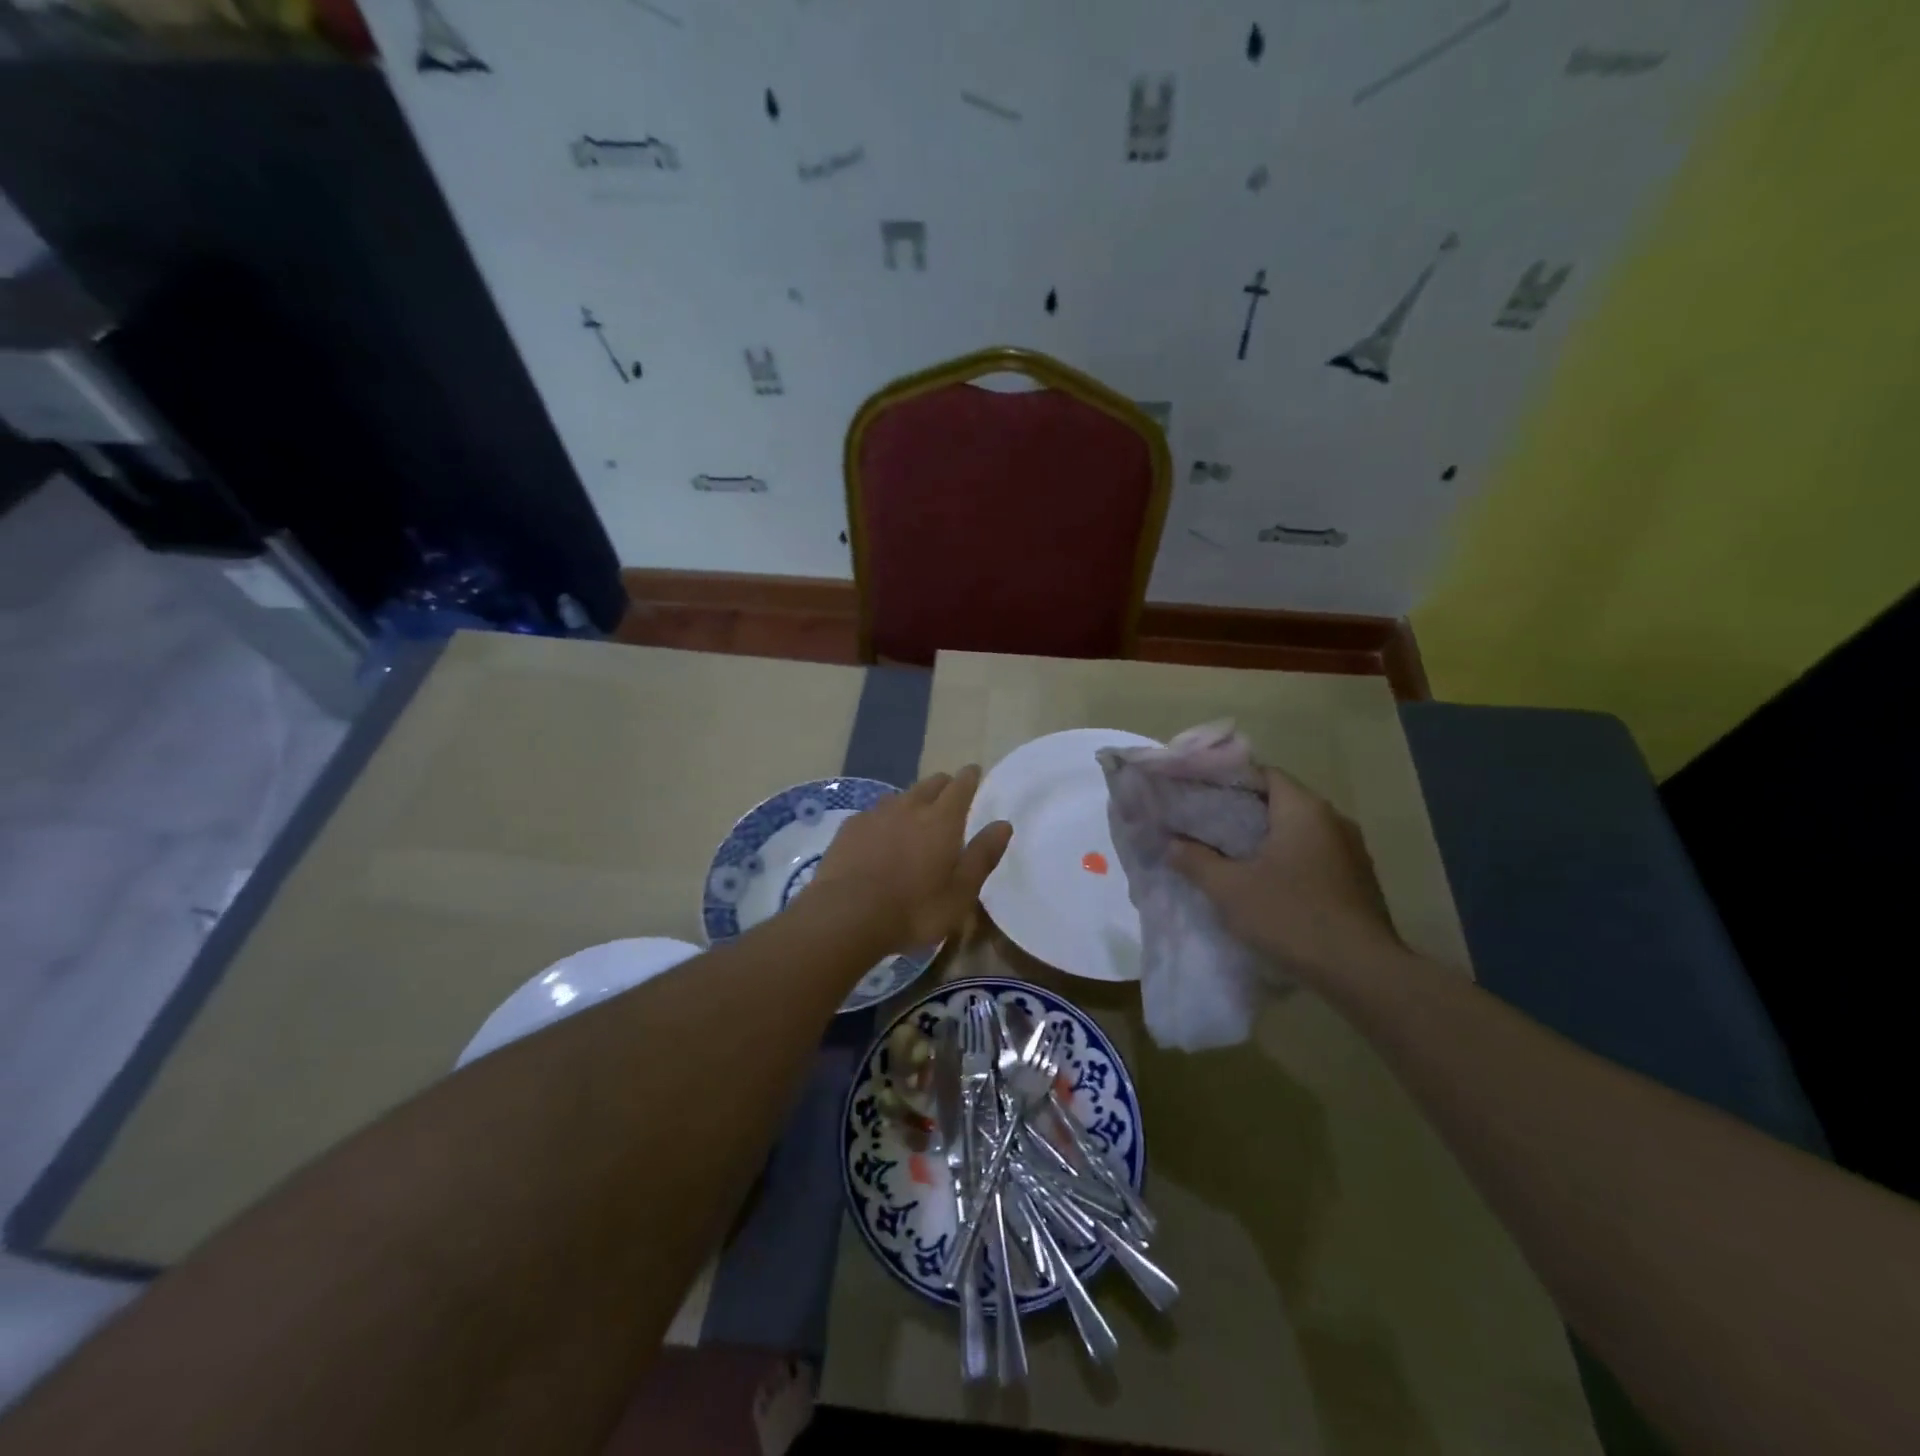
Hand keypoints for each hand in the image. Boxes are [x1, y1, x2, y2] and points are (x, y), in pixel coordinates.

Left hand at [812, 765, 1012, 951]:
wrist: (846, 916)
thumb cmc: (914, 909)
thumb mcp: (960, 892)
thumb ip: (982, 856)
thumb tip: (1003, 824)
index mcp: (942, 820)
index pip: (960, 786)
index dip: (969, 777)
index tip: (973, 772)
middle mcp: (909, 807)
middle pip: (930, 784)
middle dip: (943, 784)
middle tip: (949, 793)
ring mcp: (875, 814)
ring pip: (900, 796)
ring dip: (912, 800)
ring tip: (914, 814)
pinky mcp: (849, 828)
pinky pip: (873, 813)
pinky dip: (884, 818)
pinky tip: (879, 834)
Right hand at [1169, 765, 1402, 987]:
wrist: (1362, 972)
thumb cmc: (1291, 916)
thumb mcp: (1230, 889)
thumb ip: (1196, 861)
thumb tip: (1172, 844)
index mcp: (1304, 809)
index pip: (1264, 773)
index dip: (1230, 780)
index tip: (1201, 794)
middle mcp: (1333, 820)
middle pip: (1282, 801)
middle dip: (1244, 811)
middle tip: (1208, 826)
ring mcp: (1352, 851)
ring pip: (1300, 831)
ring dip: (1269, 839)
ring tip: (1232, 855)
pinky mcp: (1359, 881)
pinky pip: (1316, 856)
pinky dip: (1290, 860)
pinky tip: (1268, 884)